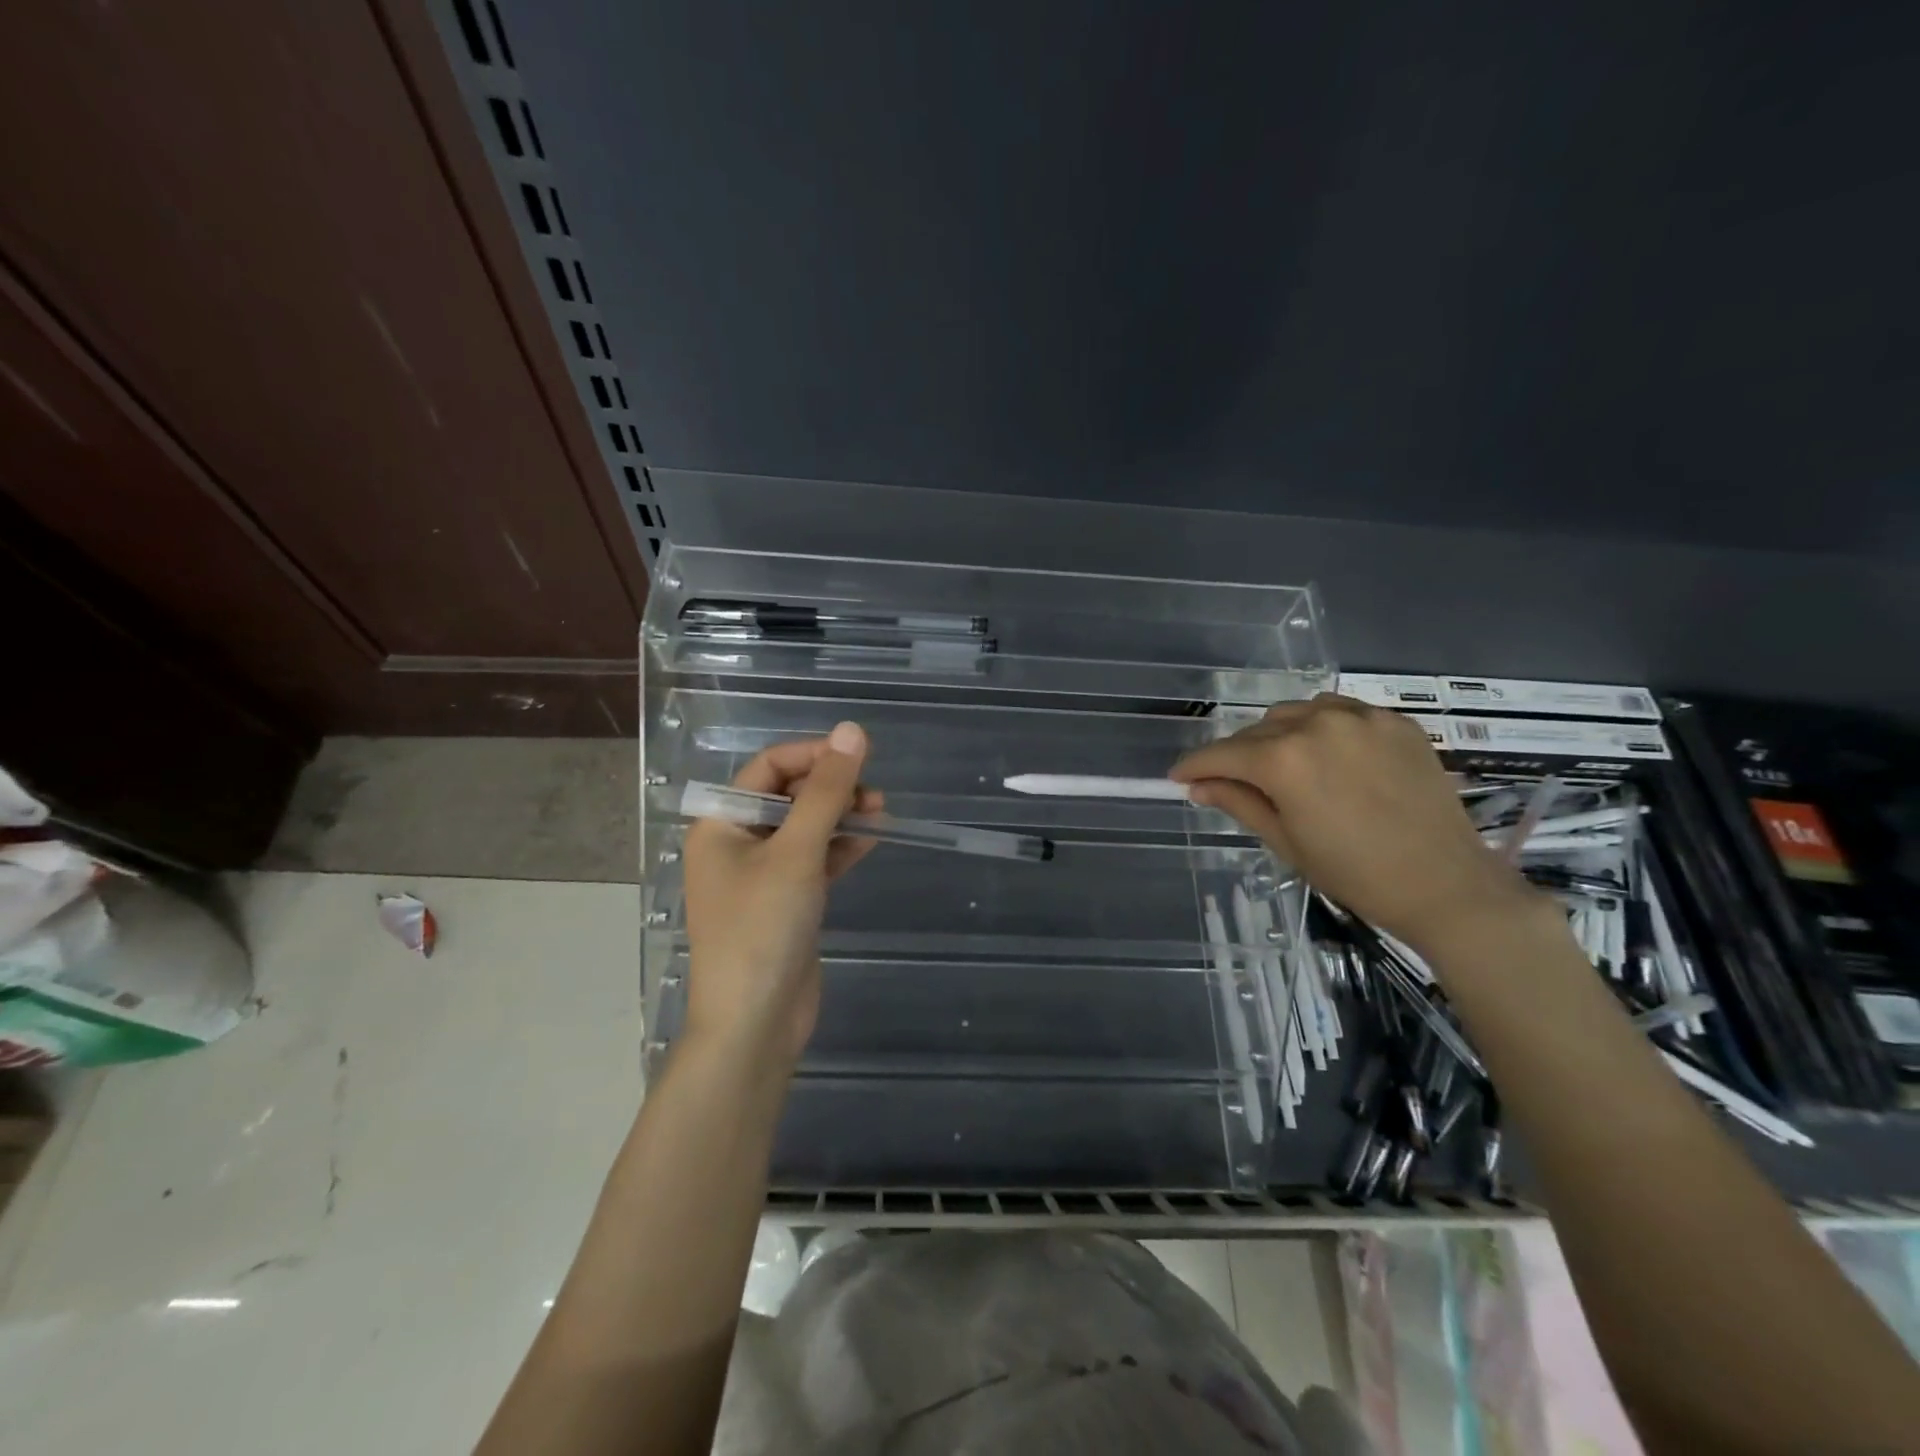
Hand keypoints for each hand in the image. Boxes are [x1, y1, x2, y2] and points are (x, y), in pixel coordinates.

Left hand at [682, 722, 880, 1066]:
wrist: (754, 1024)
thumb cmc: (762, 928)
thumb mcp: (797, 852)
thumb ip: (826, 791)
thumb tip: (851, 731)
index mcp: (722, 824)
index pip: (768, 768)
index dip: (813, 756)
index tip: (857, 756)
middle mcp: (737, 844)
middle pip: (787, 796)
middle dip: (831, 788)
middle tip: (874, 794)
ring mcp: (761, 876)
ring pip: (805, 828)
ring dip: (840, 816)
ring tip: (881, 813)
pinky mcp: (785, 903)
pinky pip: (814, 860)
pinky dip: (840, 847)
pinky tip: (870, 839)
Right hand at [1170, 694, 1540, 955]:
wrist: (1446, 884)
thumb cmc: (1354, 873)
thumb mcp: (1285, 841)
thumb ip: (1238, 803)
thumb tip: (1199, 786)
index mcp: (1284, 760)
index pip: (1222, 754)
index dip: (1195, 766)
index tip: (1178, 776)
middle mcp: (1317, 724)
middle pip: (1257, 731)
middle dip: (1238, 755)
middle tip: (1233, 781)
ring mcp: (1360, 718)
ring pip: (1296, 713)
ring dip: (1278, 735)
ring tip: (1284, 765)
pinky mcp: (1394, 722)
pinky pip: (1340, 711)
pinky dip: (1321, 727)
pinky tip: (1328, 755)